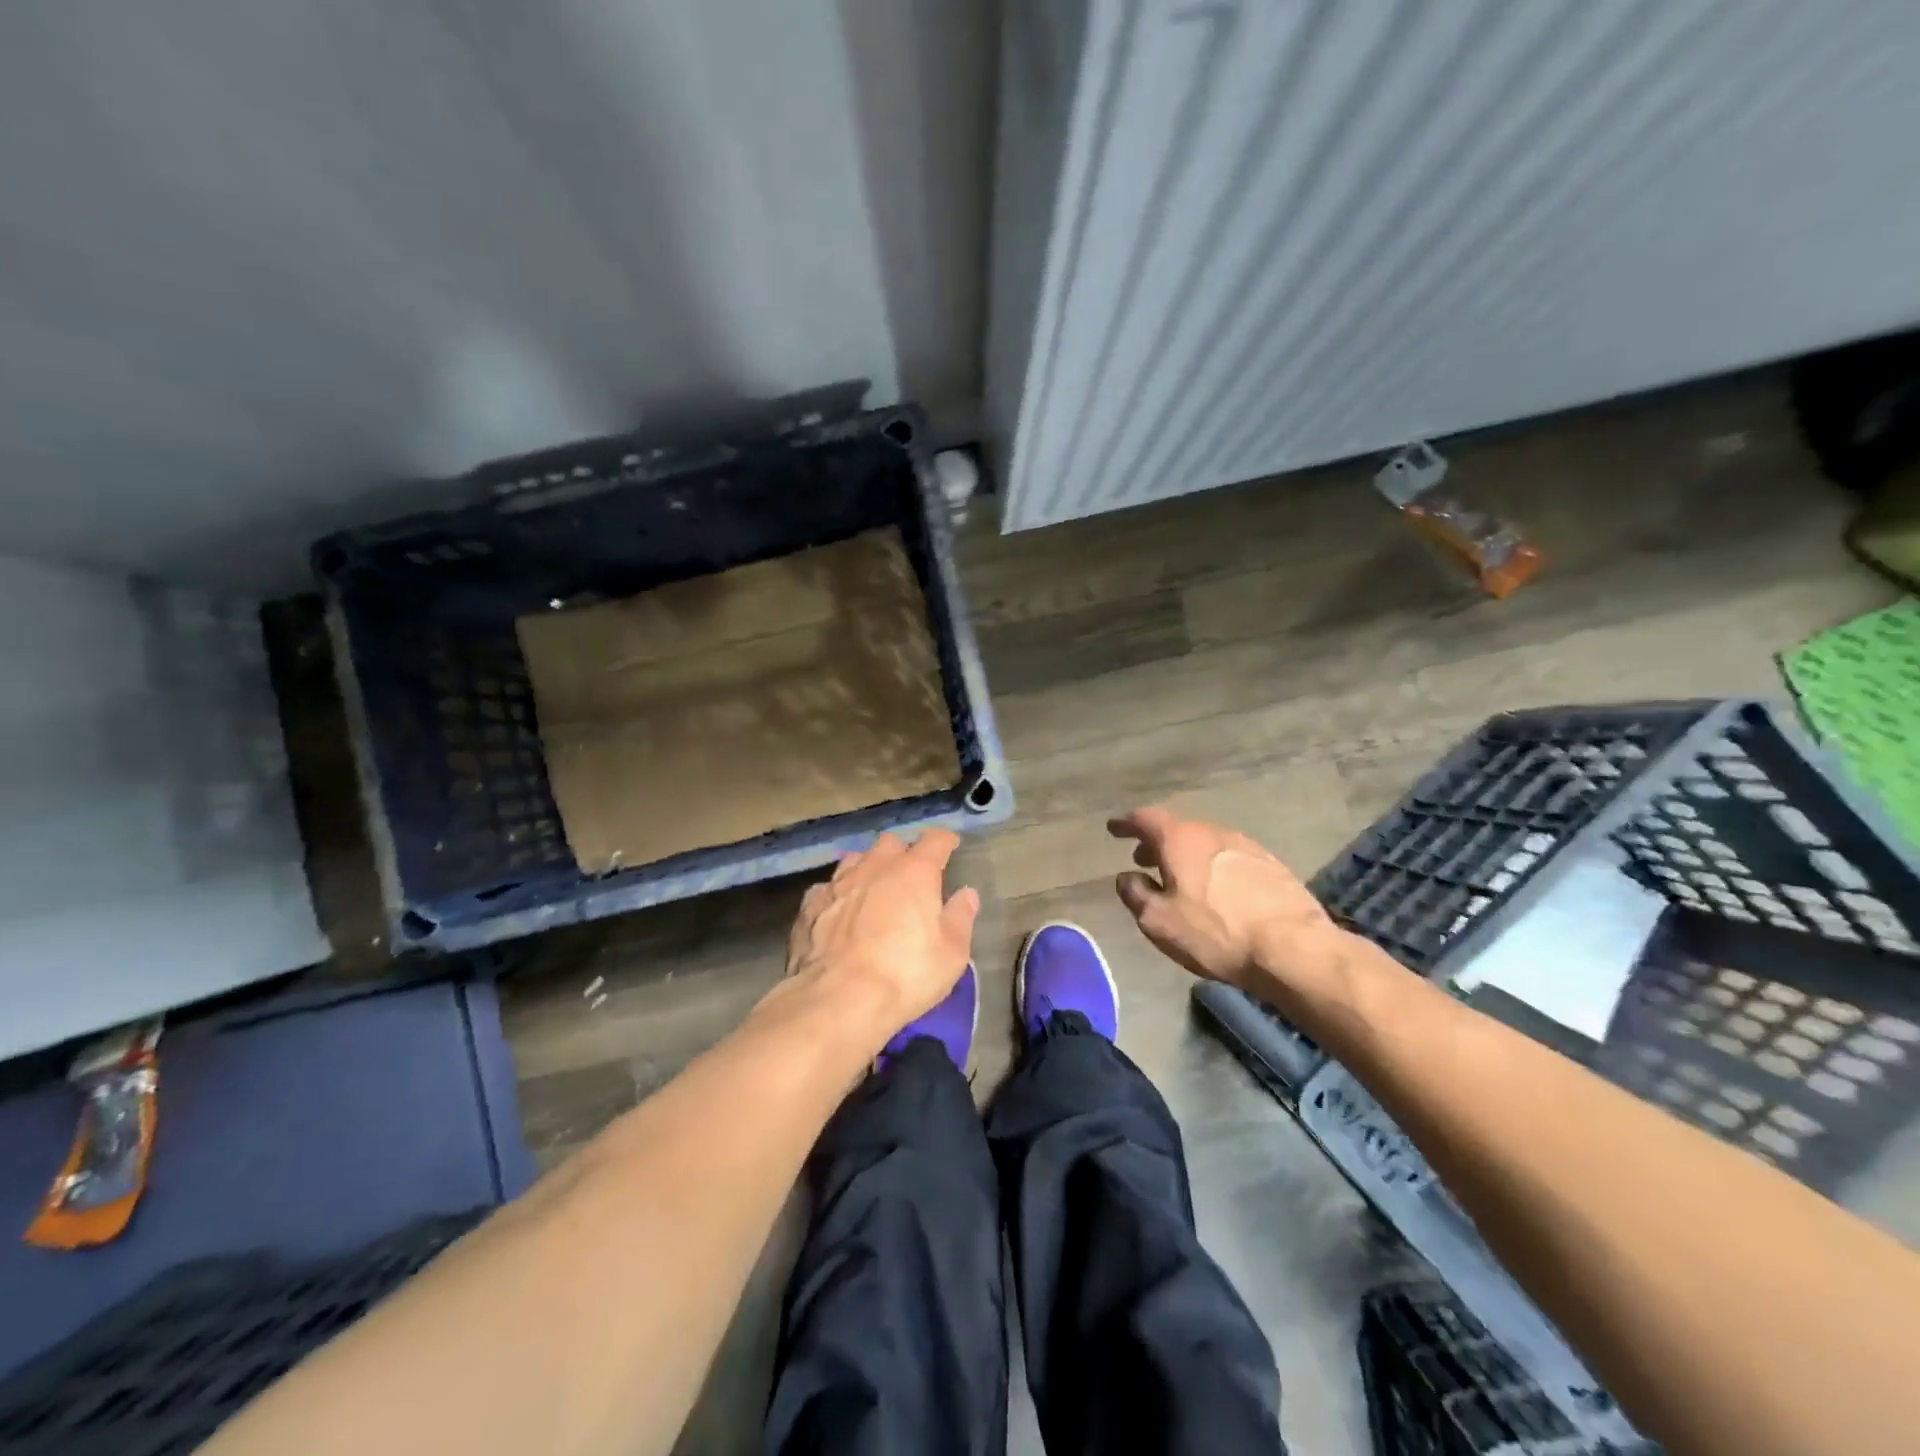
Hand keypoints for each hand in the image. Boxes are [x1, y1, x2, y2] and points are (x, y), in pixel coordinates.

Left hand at [778, 830, 978, 1051]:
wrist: (837, 999)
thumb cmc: (905, 976)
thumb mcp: (951, 955)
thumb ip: (960, 918)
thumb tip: (967, 894)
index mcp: (914, 873)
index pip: (934, 841)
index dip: (944, 841)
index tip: (950, 845)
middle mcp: (875, 867)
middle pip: (890, 843)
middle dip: (902, 852)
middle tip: (910, 873)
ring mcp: (837, 883)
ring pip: (855, 859)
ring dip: (867, 868)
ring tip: (872, 887)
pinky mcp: (809, 906)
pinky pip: (826, 888)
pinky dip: (837, 895)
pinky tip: (838, 911)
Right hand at [1109, 806, 1348, 999]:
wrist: (1292, 948)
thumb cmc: (1215, 932)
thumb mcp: (1159, 921)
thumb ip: (1135, 895)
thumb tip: (1127, 877)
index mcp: (1181, 840)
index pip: (1146, 819)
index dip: (1127, 823)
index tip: (1114, 828)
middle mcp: (1213, 832)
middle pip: (1178, 829)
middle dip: (1157, 842)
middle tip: (1142, 859)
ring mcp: (1246, 846)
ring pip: (1205, 843)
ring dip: (1186, 856)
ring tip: (1178, 878)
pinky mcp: (1271, 866)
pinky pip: (1229, 858)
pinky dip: (1212, 867)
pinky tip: (1215, 891)